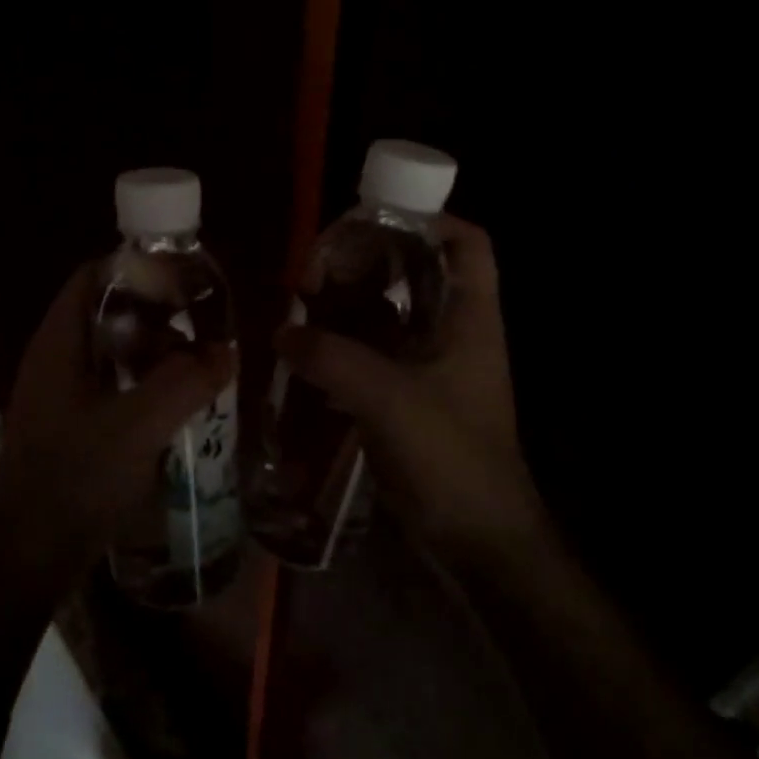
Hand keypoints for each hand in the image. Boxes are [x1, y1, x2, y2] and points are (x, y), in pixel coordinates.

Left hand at [0, 263, 234, 571]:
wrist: (31, 552)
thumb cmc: (77, 476)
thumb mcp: (139, 425)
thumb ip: (186, 383)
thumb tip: (226, 352)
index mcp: (59, 342)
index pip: (94, 276)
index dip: (137, 269)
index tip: (184, 281)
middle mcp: (55, 359)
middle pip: (107, 313)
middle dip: (156, 315)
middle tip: (201, 326)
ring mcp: (60, 394)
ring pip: (112, 353)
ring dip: (154, 354)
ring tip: (198, 365)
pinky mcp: (70, 425)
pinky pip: (112, 387)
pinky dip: (144, 385)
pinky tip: (176, 405)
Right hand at [276, 216, 537, 557]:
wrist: (477, 540)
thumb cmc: (451, 459)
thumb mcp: (389, 400)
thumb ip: (333, 360)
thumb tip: (282, 333)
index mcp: (469, 318)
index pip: (466, 243)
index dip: (428, 218)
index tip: (371, 220)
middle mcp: (453, 332)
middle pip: (415, 271)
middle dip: (366, 261)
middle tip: (315, 272)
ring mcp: (431, 366)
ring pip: (389, 313)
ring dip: (347, 306)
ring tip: (302, 305)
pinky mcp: (409, 397)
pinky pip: (373, 354)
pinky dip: (342, 345)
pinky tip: (306, 351)